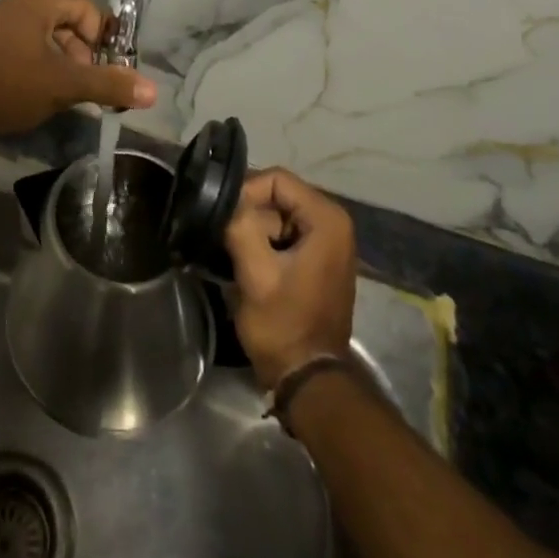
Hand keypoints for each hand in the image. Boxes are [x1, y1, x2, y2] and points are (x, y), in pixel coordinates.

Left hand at [0, 0, 156, 136]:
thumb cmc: (6, 83)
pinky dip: (33, 68)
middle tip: (80, 88)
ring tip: (55, 96)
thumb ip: (108, 85)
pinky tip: (26, 95)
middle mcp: (16, 5)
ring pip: (42, 39)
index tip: (102, 73)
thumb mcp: (63, 85)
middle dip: (80, 56)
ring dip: (57, 65)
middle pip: (66, 24)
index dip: (102, 41)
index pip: (88, 10)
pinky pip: (19, 50)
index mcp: (38, 2)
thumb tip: (153, 90)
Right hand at [224, 169, 356, 389]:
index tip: (224, 218)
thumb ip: (240, 227)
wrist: (307, 378)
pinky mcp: (319, 258)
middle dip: (250, 214)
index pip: (276, 179)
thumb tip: (225, 201)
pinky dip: (264, 242)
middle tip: (226, 238)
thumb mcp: (255, 274)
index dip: (246, 193)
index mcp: (327, 219)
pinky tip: (249, 264)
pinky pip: (285, 232)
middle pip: (278, 194)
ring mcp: (329, 241)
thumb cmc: (284, 325)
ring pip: (278, 214)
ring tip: (235, 254)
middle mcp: (334, 222)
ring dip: (254, 230)